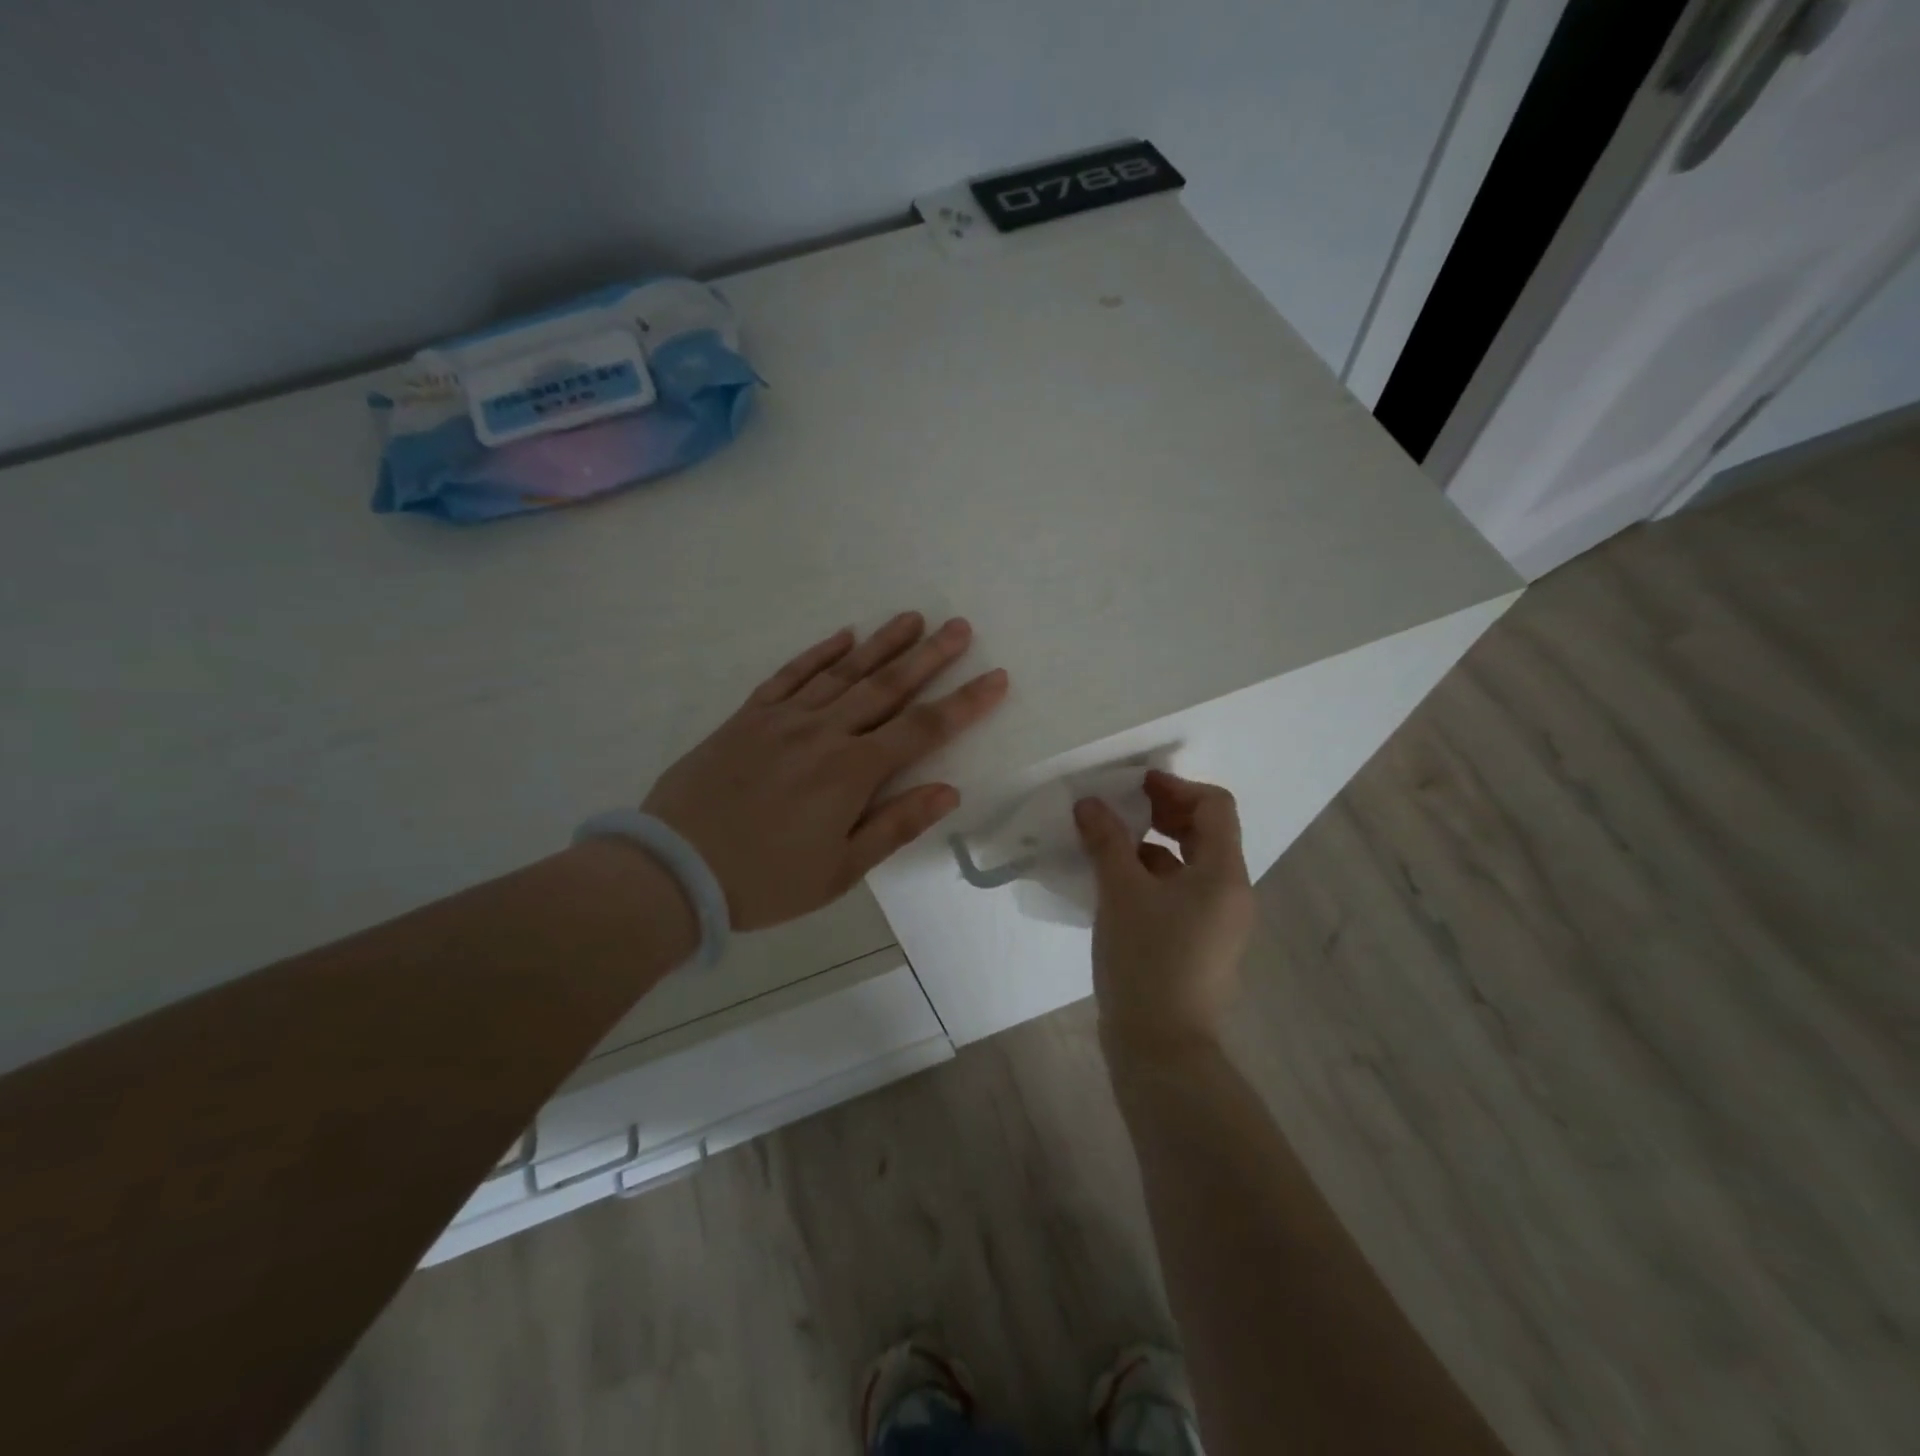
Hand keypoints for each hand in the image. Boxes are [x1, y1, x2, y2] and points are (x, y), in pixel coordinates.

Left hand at [643, 612, 1008, 929]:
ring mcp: (784, 718)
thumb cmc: (765, 880)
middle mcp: (824, 733)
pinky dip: (819, 652)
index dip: (964, 703)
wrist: (673, 868)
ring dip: (882, 643)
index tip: (996, 678)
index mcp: (852, 772)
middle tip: (960, 627)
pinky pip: (790, 675)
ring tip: (913, 618)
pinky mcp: (748, 716)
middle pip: (888, 686)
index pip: (923, 729)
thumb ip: (896, 825)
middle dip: (929, 656)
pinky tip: (842, 635)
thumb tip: (948, 791)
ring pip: (843, 671)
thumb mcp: (840, 870)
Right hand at [1074, 771, 1255, 1056]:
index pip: (1215, 806)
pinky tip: (1113, 884)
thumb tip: (1090, 803)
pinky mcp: (1197, 943)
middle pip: (1204, 833)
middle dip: (1162, 813)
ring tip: (1107, 844)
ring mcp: (1216, 922)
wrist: (1160, 1048)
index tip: (1134, 786)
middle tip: (1119, 809)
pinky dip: (1150, 877)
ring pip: (1188, 864)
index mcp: (1222, 874)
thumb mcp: (1120, 892)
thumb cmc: (1146, 960)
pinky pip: (1178, 893)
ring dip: (1151, 845)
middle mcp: (1229, 893)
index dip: (1175, 786)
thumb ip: (1106, 840)